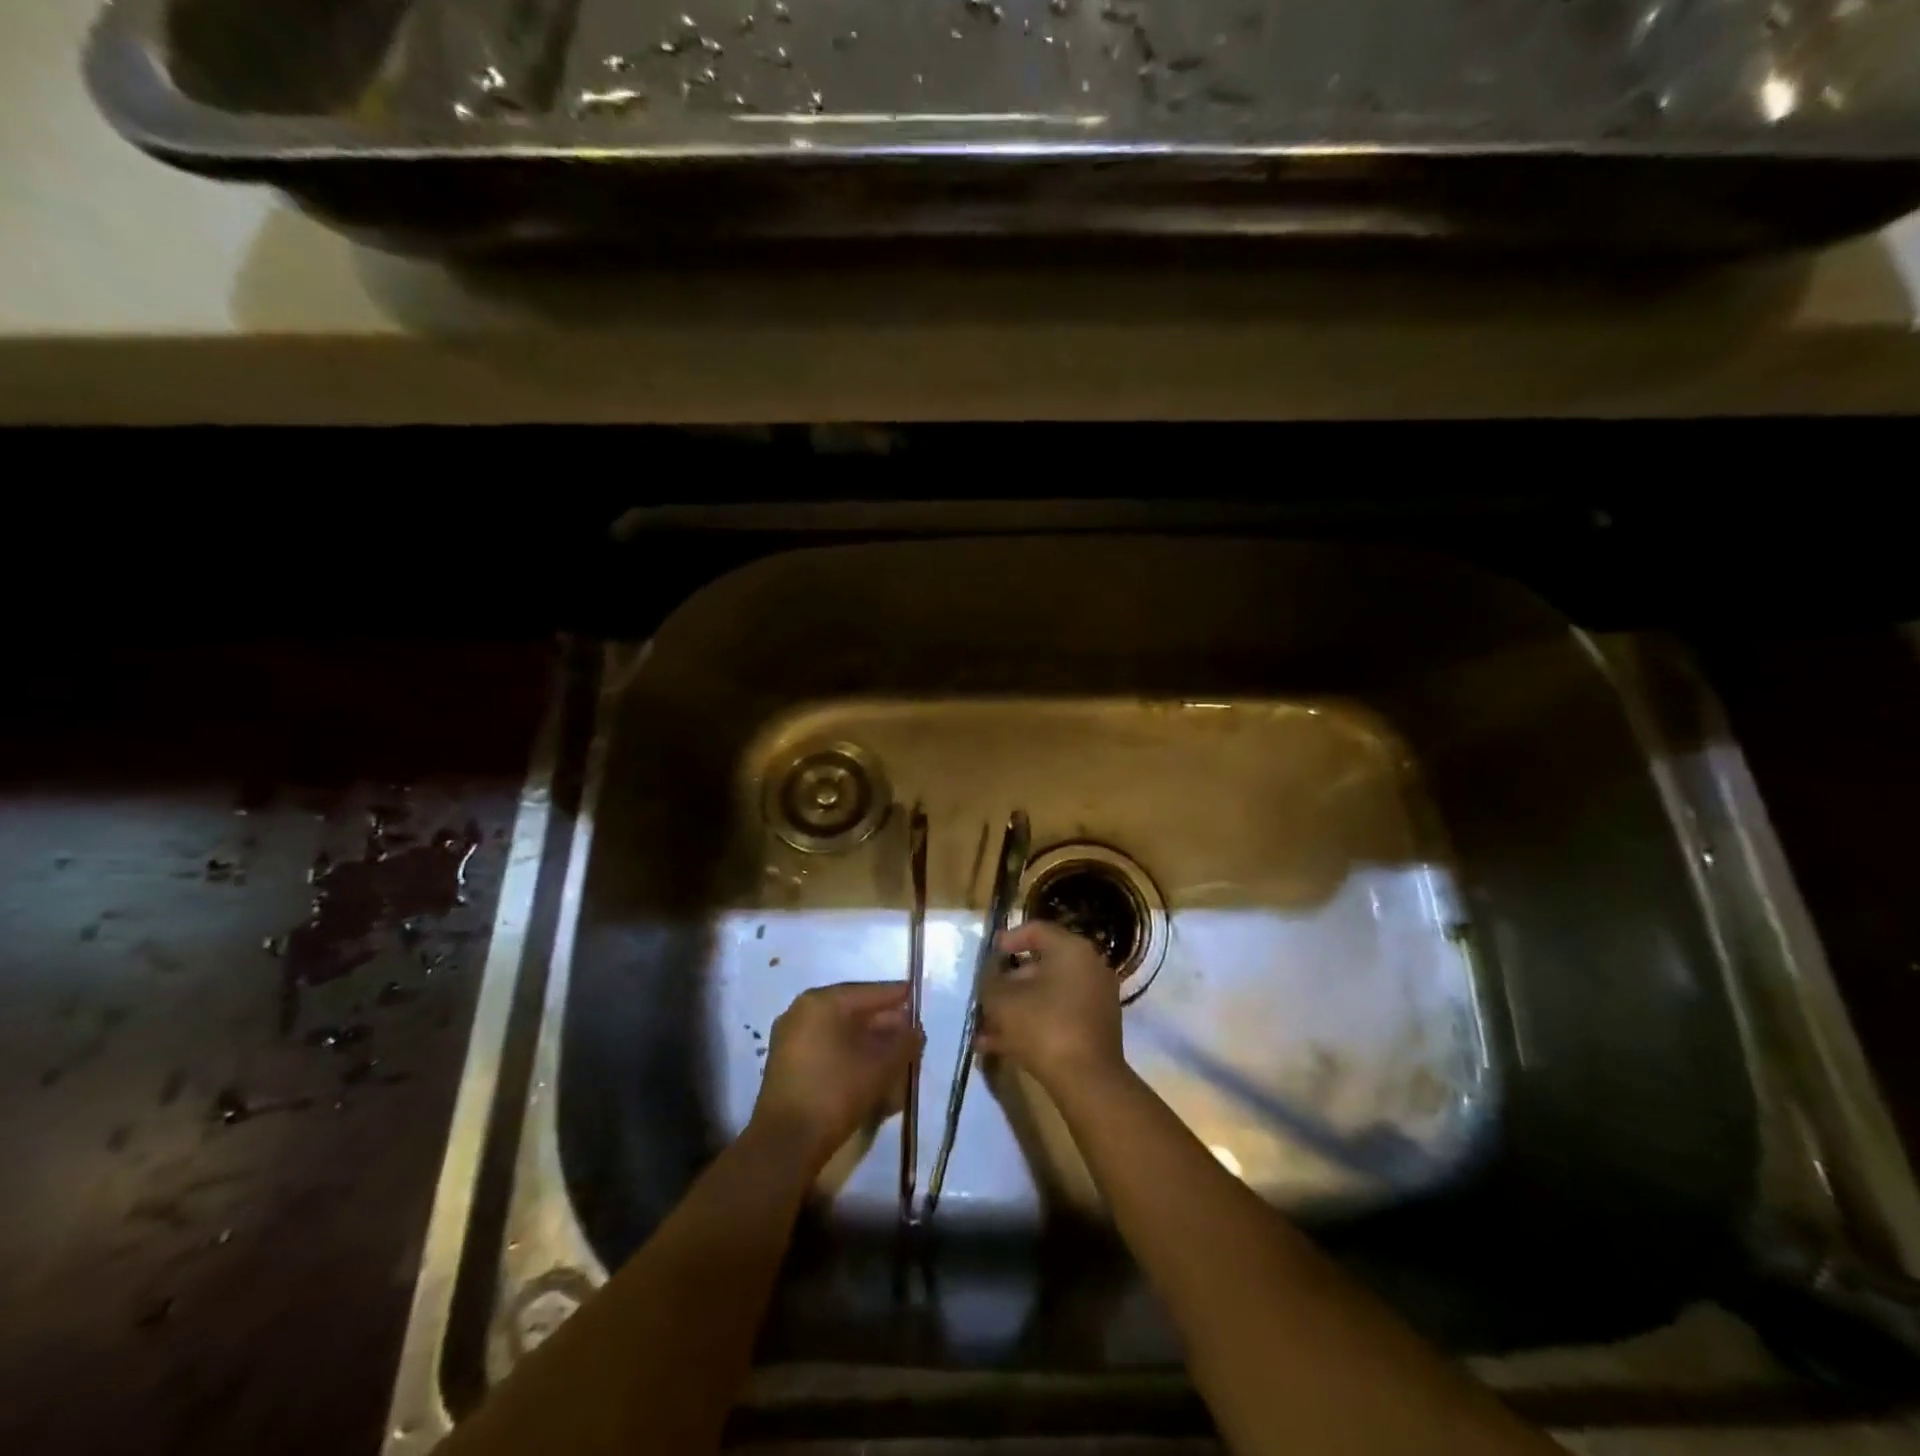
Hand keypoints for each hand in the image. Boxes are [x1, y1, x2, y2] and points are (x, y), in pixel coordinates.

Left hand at [751, 982, 920, 1167]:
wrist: (785, 1144)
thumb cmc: (835, 1092)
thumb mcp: (881, 1066)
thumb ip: (904, 1042)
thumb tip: (914, 1030)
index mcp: (821, 1002)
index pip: (868, 992)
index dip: (896, 996)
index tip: (917, 998)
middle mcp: (802, 1012)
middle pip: (853, 1011)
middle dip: (884, 1023)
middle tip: (911, 1034)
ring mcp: (790, 1038)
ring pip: (840, 1032)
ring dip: (869, 1041)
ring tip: (895, 1055)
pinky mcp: (787, 1065)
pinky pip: (827, 1048)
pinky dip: (850, 1054)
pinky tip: (870, 1069)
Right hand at [977, 921, 1124, 1093]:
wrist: (1087, 1081)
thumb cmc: (1043, 1026)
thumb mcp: (1002, 1000)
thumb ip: (990, 979)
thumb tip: (991, 972)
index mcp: (1071, 949)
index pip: (1035, 930)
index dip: (1007, 940)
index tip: (986, 957)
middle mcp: (1089, 967)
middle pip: (1040, 965)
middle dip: (1007, 982)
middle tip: (984, 996)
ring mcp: (1095, 999)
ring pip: (1046, 995)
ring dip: (1015, 1008)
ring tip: (984, 1028)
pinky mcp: (1095, 1028)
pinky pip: (1057, 1016)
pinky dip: (1032, 1024)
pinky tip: (999, 1046)